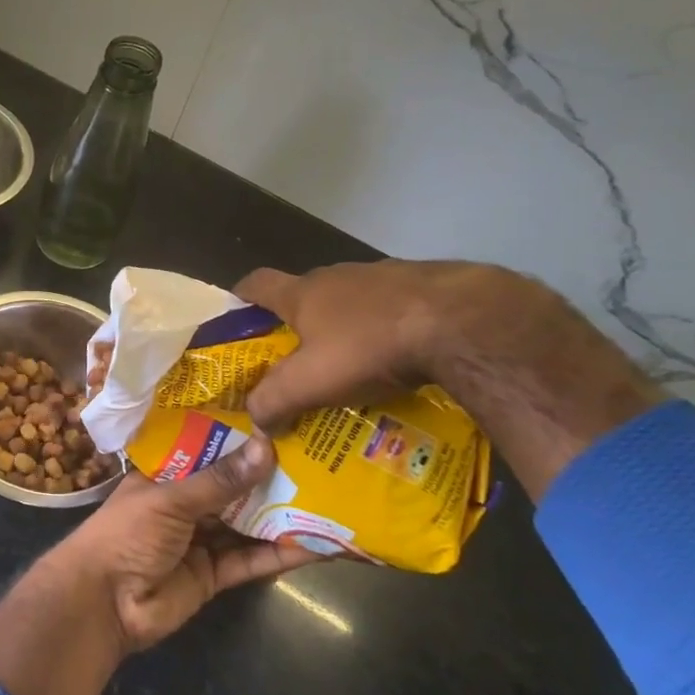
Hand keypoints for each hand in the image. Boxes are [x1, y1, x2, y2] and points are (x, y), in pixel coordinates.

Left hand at [50, 434, 324, 653]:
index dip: (237, 438)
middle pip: (231, 488)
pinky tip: (315, 544)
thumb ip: (219, 481)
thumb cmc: (127, 534)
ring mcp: (200, 540)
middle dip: (267, 477)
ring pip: (245, 523)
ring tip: (327, 497)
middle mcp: (183, 503)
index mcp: (164, 474)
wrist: (103, 604)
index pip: (204, 449)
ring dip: (279, 515)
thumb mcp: (171, 499)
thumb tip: (266, 448)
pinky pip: (250, 560)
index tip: (277, 421)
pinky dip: (279, 554)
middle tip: (316, 458)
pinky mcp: (214, 576)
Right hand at [234, 261, 492, 430]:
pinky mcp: (422, 284)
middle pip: (305, 293)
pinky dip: (387, 327)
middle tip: (300, 358)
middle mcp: (336, 276)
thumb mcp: (311, 382)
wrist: (459, 320)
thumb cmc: (369, 346)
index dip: (241, 296)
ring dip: (347, 325)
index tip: (236, 314)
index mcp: (303, 293)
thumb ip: (274, 400)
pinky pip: (392, 307)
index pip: (257, 283)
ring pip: (351, 300)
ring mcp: (381, 275)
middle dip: (298, 322)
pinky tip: (402, 358)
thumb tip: (255, 419)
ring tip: (355, 365)